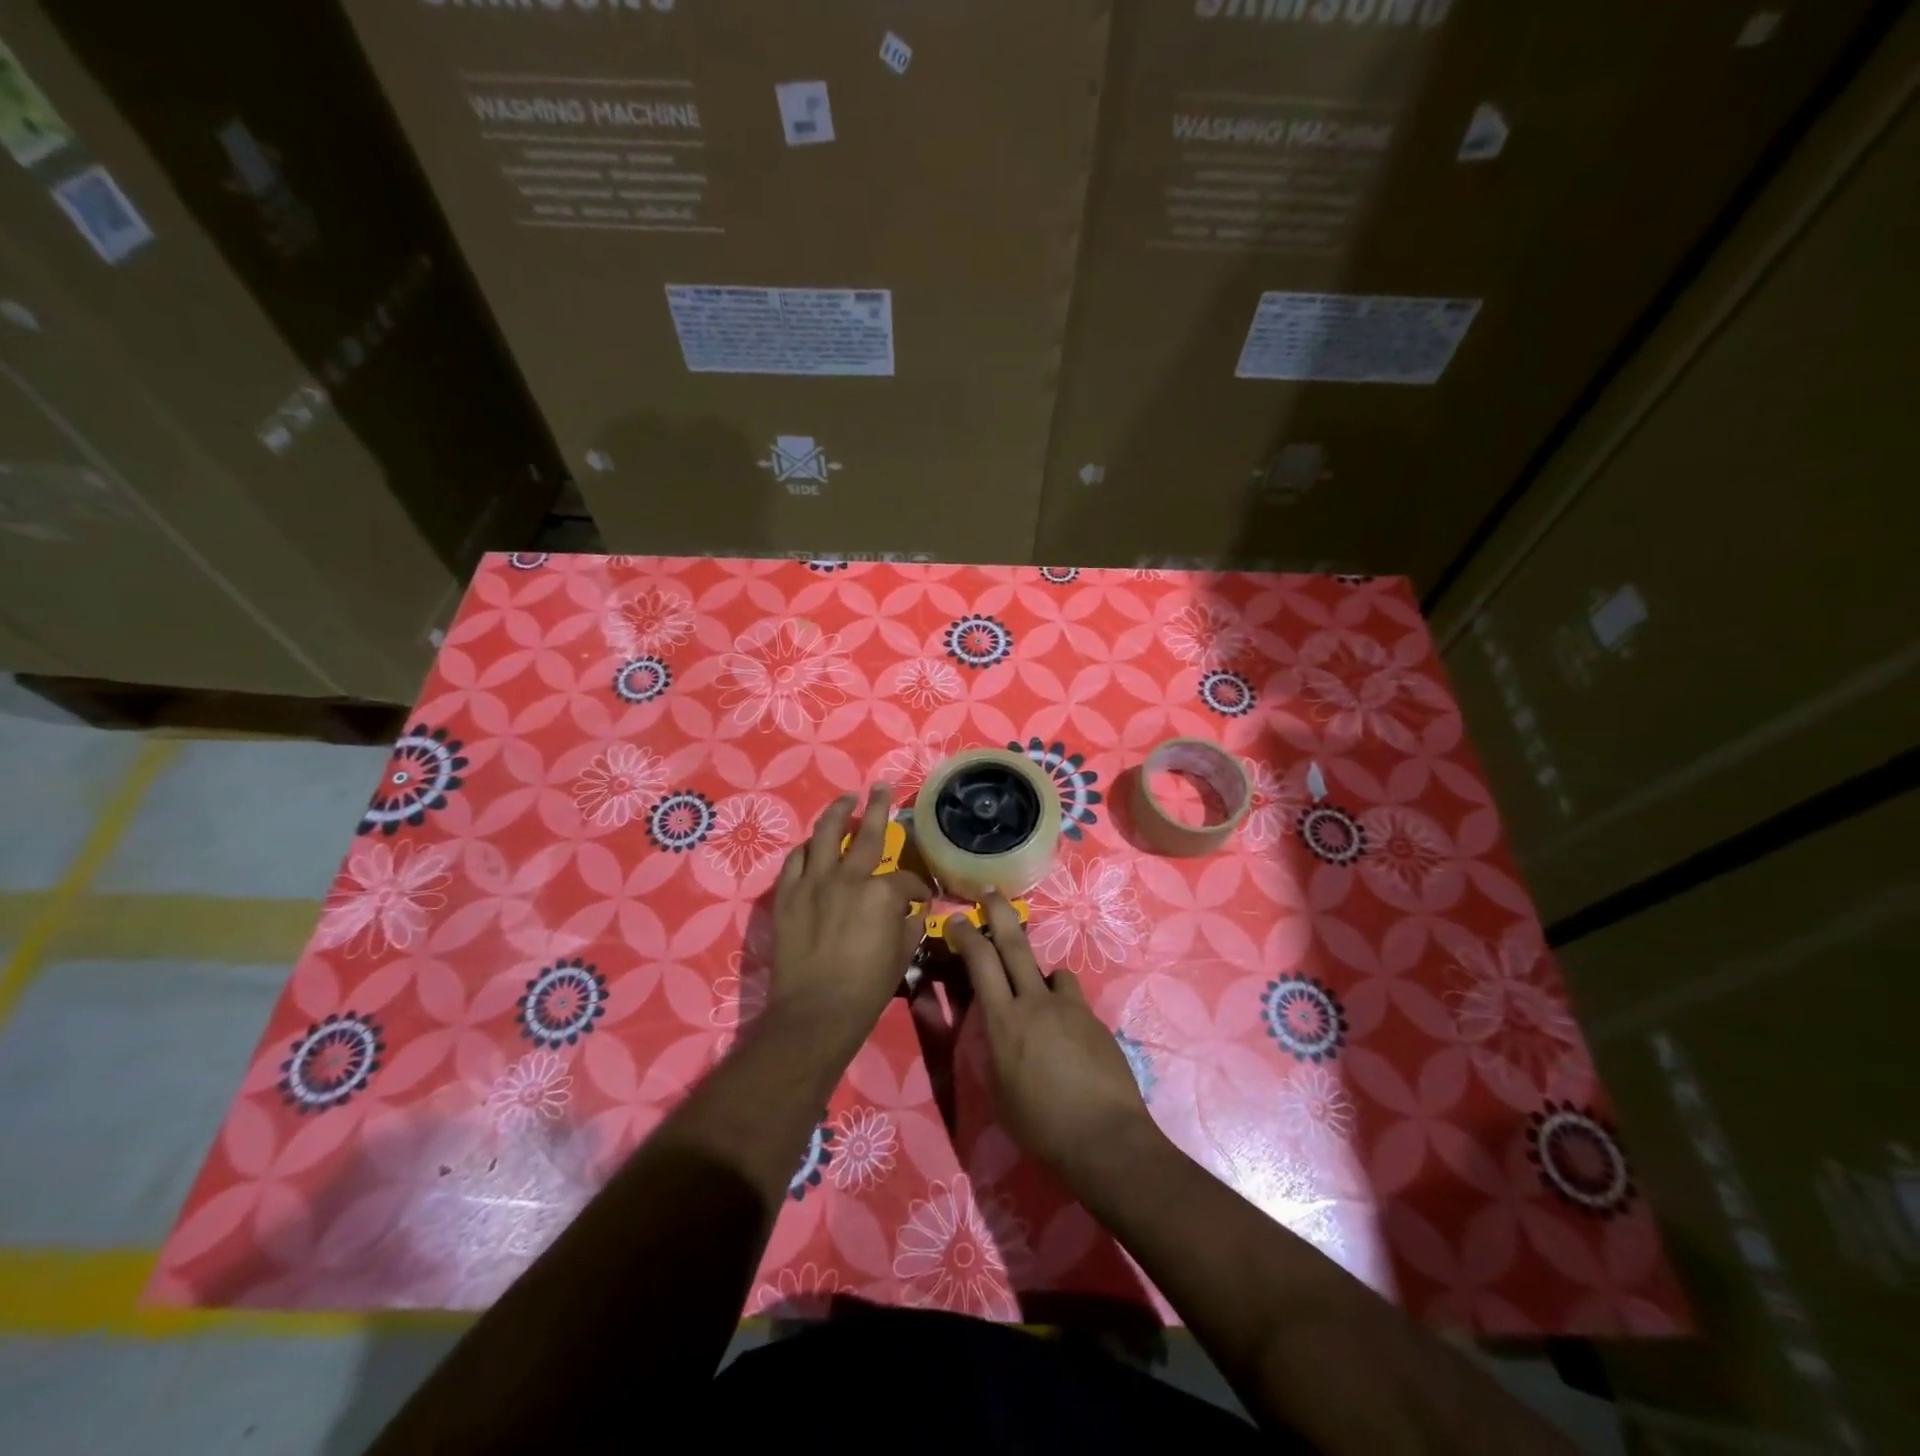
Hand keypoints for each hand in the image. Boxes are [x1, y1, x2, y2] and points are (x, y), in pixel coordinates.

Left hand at [767, 784, 928, 1056]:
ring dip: (837, 813)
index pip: (907, 880)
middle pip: (866, 833)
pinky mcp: (787, 895)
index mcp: (882, 893)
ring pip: (824, 834)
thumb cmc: (866, 989)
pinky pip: (796, 860)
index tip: (920, 898)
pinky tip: (813, 845)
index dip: (918, 889)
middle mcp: (848, 877)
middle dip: (877, 807)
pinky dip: (807, 849)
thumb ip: (908, 924)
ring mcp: (813, 883)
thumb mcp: (901, 956)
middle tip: (881, 788)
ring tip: (845, 801)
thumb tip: (911, 911)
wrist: (814, 1013)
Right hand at [947, 893, 1159, 1180]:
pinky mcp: (1093, 1019)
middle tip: (989, 891)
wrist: (1104, 1137)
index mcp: (1003, 1021)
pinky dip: (1063, 1005)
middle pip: (1014, 945)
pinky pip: (1071, 998)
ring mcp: (1068, 1007)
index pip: (980, 963)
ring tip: (1039, 1000)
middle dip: (998, 913)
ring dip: (1038, 975)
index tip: (956, 919)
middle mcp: (1034, 1003)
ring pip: (1049, 971)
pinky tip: (1067, 1035)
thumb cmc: (1040, 1125)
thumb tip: (991, 1029)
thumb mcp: (999, 1091)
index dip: (966, 935)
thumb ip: (992, 1051)